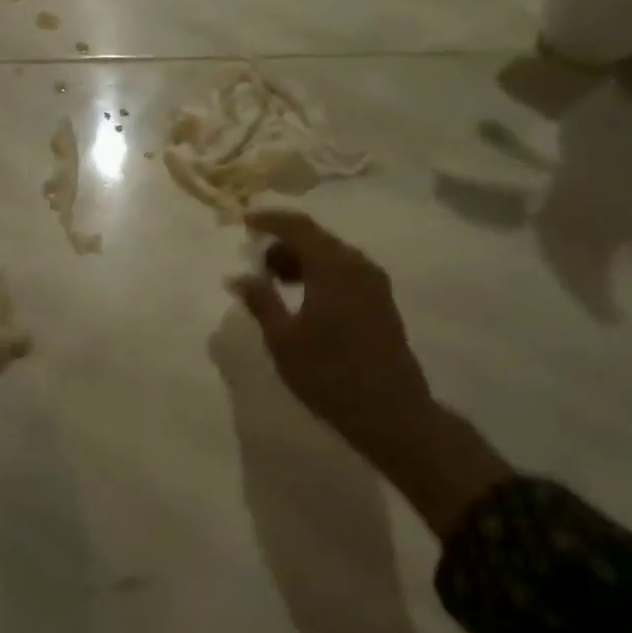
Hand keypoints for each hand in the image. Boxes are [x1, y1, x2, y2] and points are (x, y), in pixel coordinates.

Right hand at [231, 210, 510, 535]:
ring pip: (332, 255)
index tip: (244, 221)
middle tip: (257, 260)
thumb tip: (239, 276)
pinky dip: (319, 273)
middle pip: (317, 238)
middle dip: (284, 243)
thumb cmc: (330, 374)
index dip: (269, 219)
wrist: (392, 413)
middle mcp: (358, 266)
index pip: (298, 227)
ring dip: (302, 260)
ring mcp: (374, 284)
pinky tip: (303, 298)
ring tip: (276, 282)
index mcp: (333, 267)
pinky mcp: (382, 302)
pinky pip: (344, 271)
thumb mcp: (283, 340)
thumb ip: (261, 301)